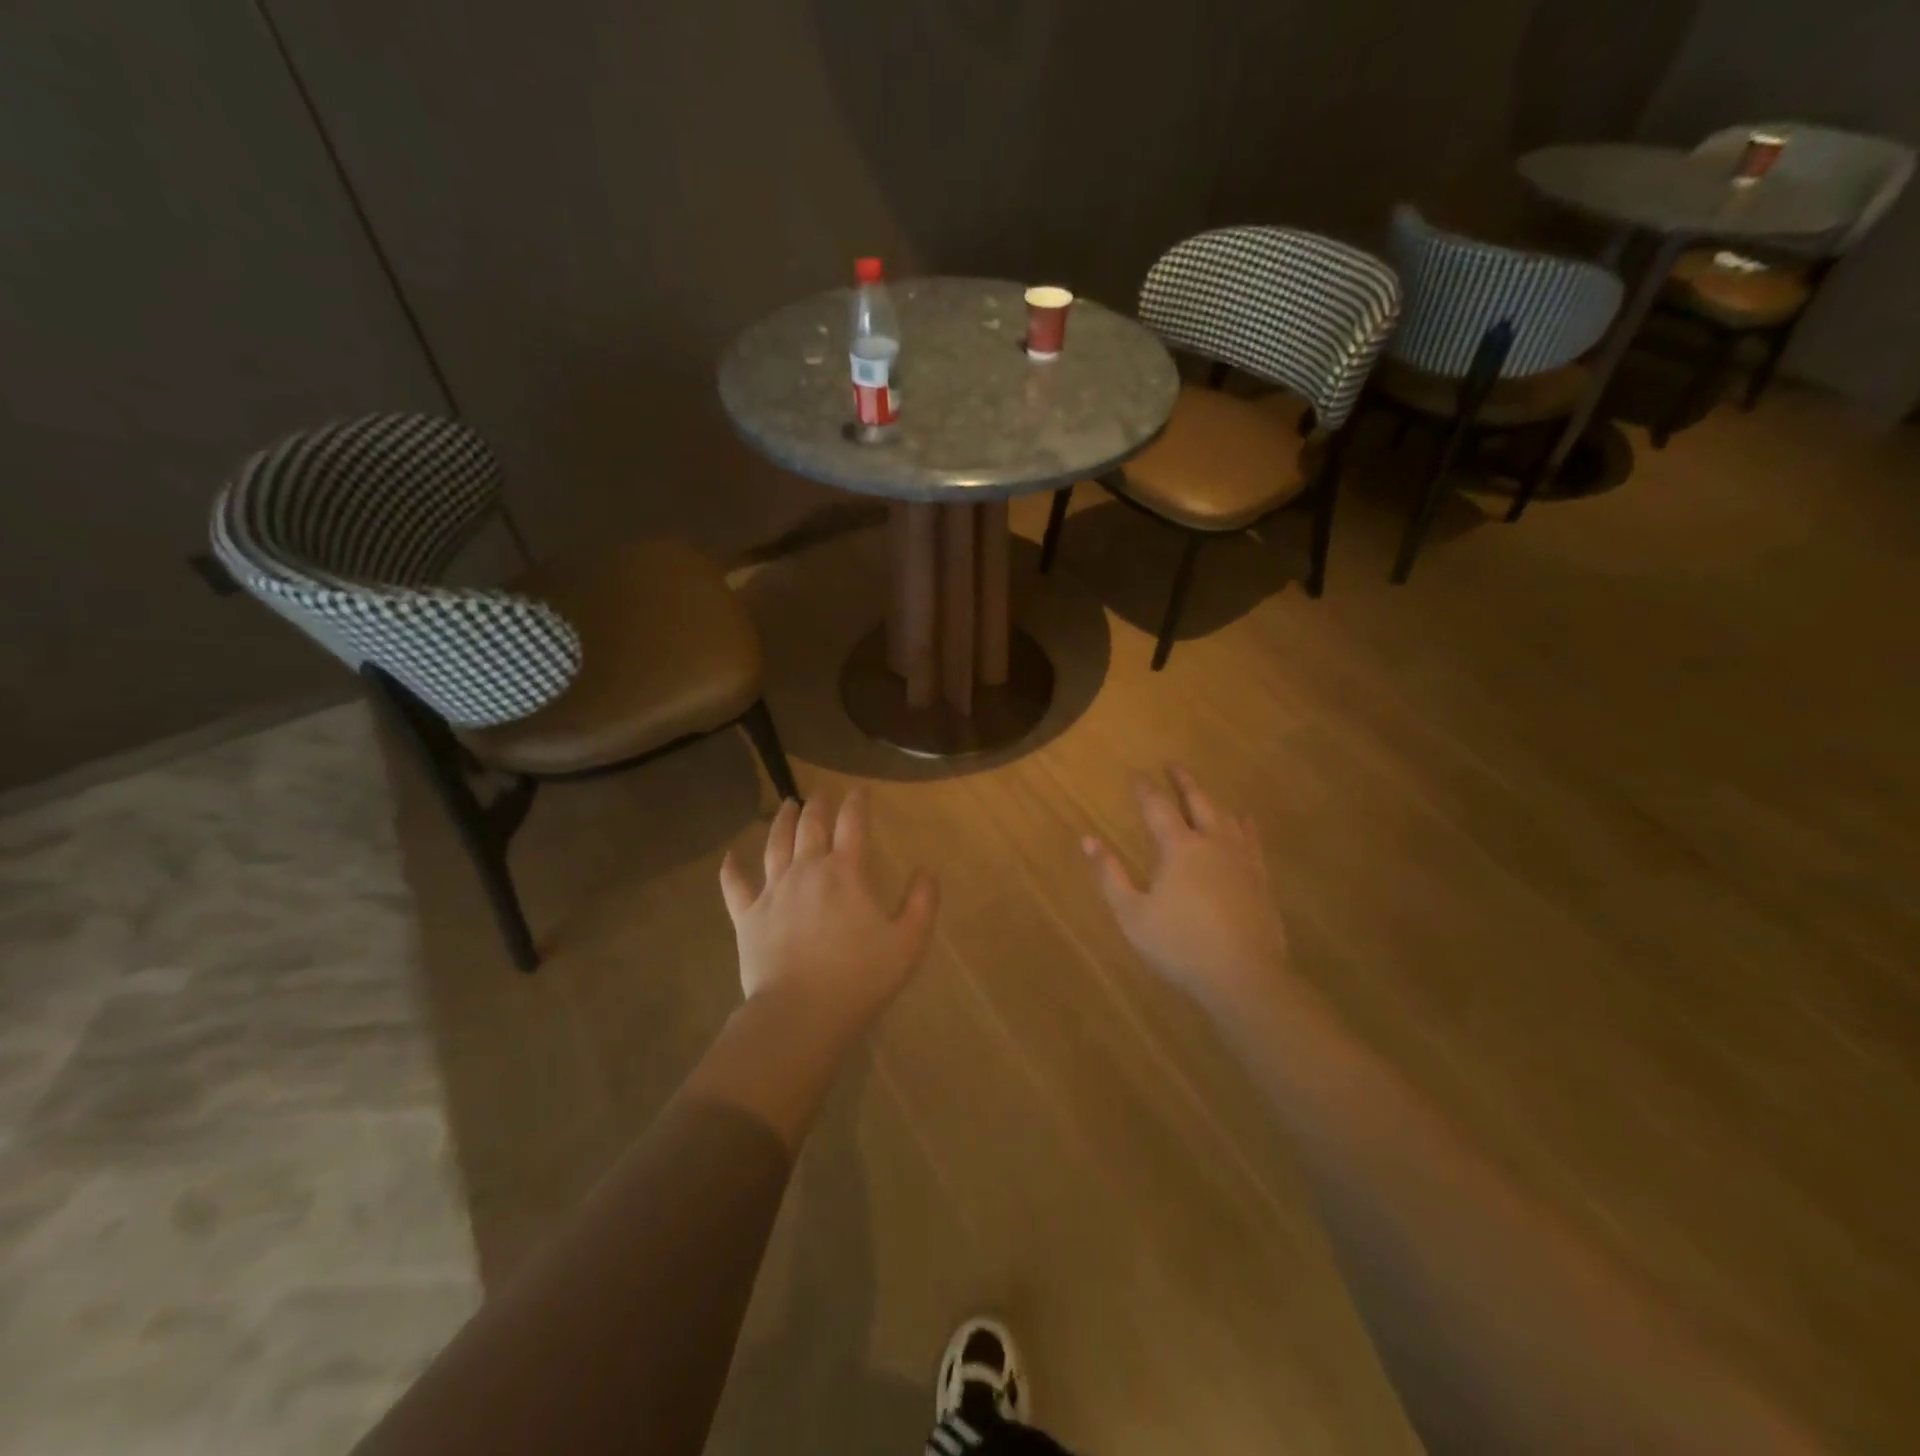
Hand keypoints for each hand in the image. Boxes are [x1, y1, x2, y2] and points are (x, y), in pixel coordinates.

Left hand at [719, 789, 939, 1031]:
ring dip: (782, 822)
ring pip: (775, 845)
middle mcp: (806, 871)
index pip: (853, 824)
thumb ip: (922, 903)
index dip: (857, 803)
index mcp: (845, 872)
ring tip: (786, 806)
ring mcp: (772, 892)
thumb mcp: (908, 942)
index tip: (859, 791)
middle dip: (818, 805)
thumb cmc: (860, 977)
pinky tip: (729, 857)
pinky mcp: (747, 917)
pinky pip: (735, 886)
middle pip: (811, 826)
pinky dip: (731, 869)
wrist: (800, 1014)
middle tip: (821, 793)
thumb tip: (927, 869)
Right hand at [1083, 767, 1288, 1015]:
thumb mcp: (1132, 914)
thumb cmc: (1180, 945)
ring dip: (1211, 798)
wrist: (1244, 976)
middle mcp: (1211, 843)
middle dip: (1183, 782)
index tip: (1136, 774)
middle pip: (1198, 801)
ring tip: (1203, 789)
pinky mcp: (1259, 879)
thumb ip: (1110, 875)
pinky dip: (1245, 824)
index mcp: (1178, 848)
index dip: (1145, 789)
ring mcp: (1241, 860)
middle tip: (1173, 765)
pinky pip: (1252, 839)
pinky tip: (1245, 820)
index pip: (1157, 808)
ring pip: (1226, 816)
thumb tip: (1088, 840)